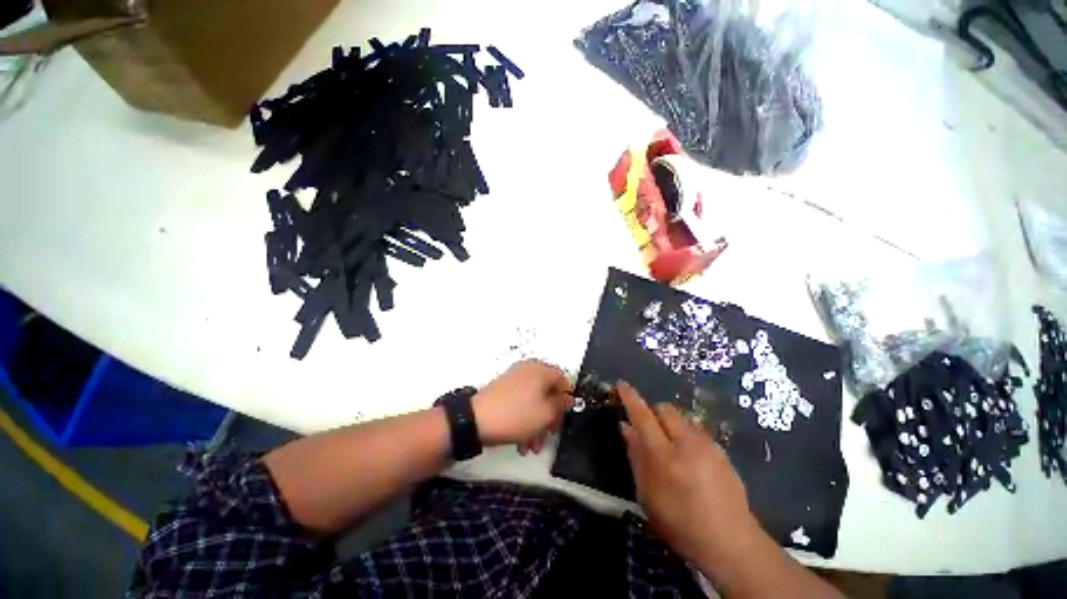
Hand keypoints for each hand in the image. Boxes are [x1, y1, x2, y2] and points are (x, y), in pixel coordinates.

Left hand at [473, 360, 572, 454]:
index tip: (564, 417)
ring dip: (537, 423)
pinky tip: (522, 441)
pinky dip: (525, 419)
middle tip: (549, 434)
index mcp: (540, 369)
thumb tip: (568, 398)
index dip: (567, 399)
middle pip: (548, 392)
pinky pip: (521, 403)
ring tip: (532, 446)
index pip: (563, 380)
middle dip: (550, 416)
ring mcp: (514, 379)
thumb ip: (561, 405)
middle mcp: (528, 370)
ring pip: (534, 401)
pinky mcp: (503, 390)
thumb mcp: (546, 413)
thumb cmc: (516, 414)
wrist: (476, 420)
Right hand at [617, 381, 756, 567]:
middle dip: (653, 412)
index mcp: (664, 456)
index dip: (630, 398)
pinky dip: (685, 434)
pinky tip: (689, 458)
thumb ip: (635, 455)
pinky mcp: (721, 450)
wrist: (731, 542)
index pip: (642, 416)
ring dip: (670, 424)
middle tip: (648, 430)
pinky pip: (696, 430)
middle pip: (665, 408)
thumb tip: (625, 426)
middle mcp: (687, 443)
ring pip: (681, 418)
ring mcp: (708, 445)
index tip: (621, 385)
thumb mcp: (646, 494)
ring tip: (670, 448)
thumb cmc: (679, 523)